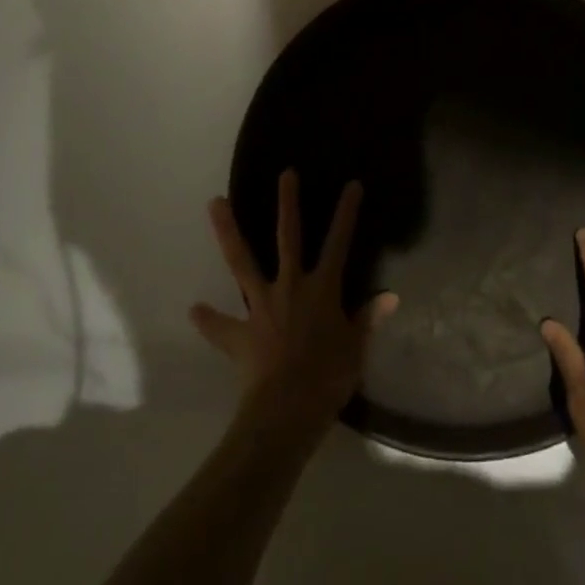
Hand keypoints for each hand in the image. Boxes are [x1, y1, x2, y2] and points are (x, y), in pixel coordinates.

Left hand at [191, 170, 398, 439]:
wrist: (286, 411)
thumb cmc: (328, 378)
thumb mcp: (355, 349)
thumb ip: (367, 320)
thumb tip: (389, 296)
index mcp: (322, 289)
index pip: (339, 243)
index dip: (346, 213)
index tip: (352, 185)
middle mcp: (290, 286)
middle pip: (289, 236)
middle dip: (288, 203)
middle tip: (285, 173)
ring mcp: (261, 306)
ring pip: (241, 261)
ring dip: (228, 231)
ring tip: (214, 202)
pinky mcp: (240, 332)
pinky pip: (220, 326)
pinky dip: (208, 320)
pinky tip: (195, 310)